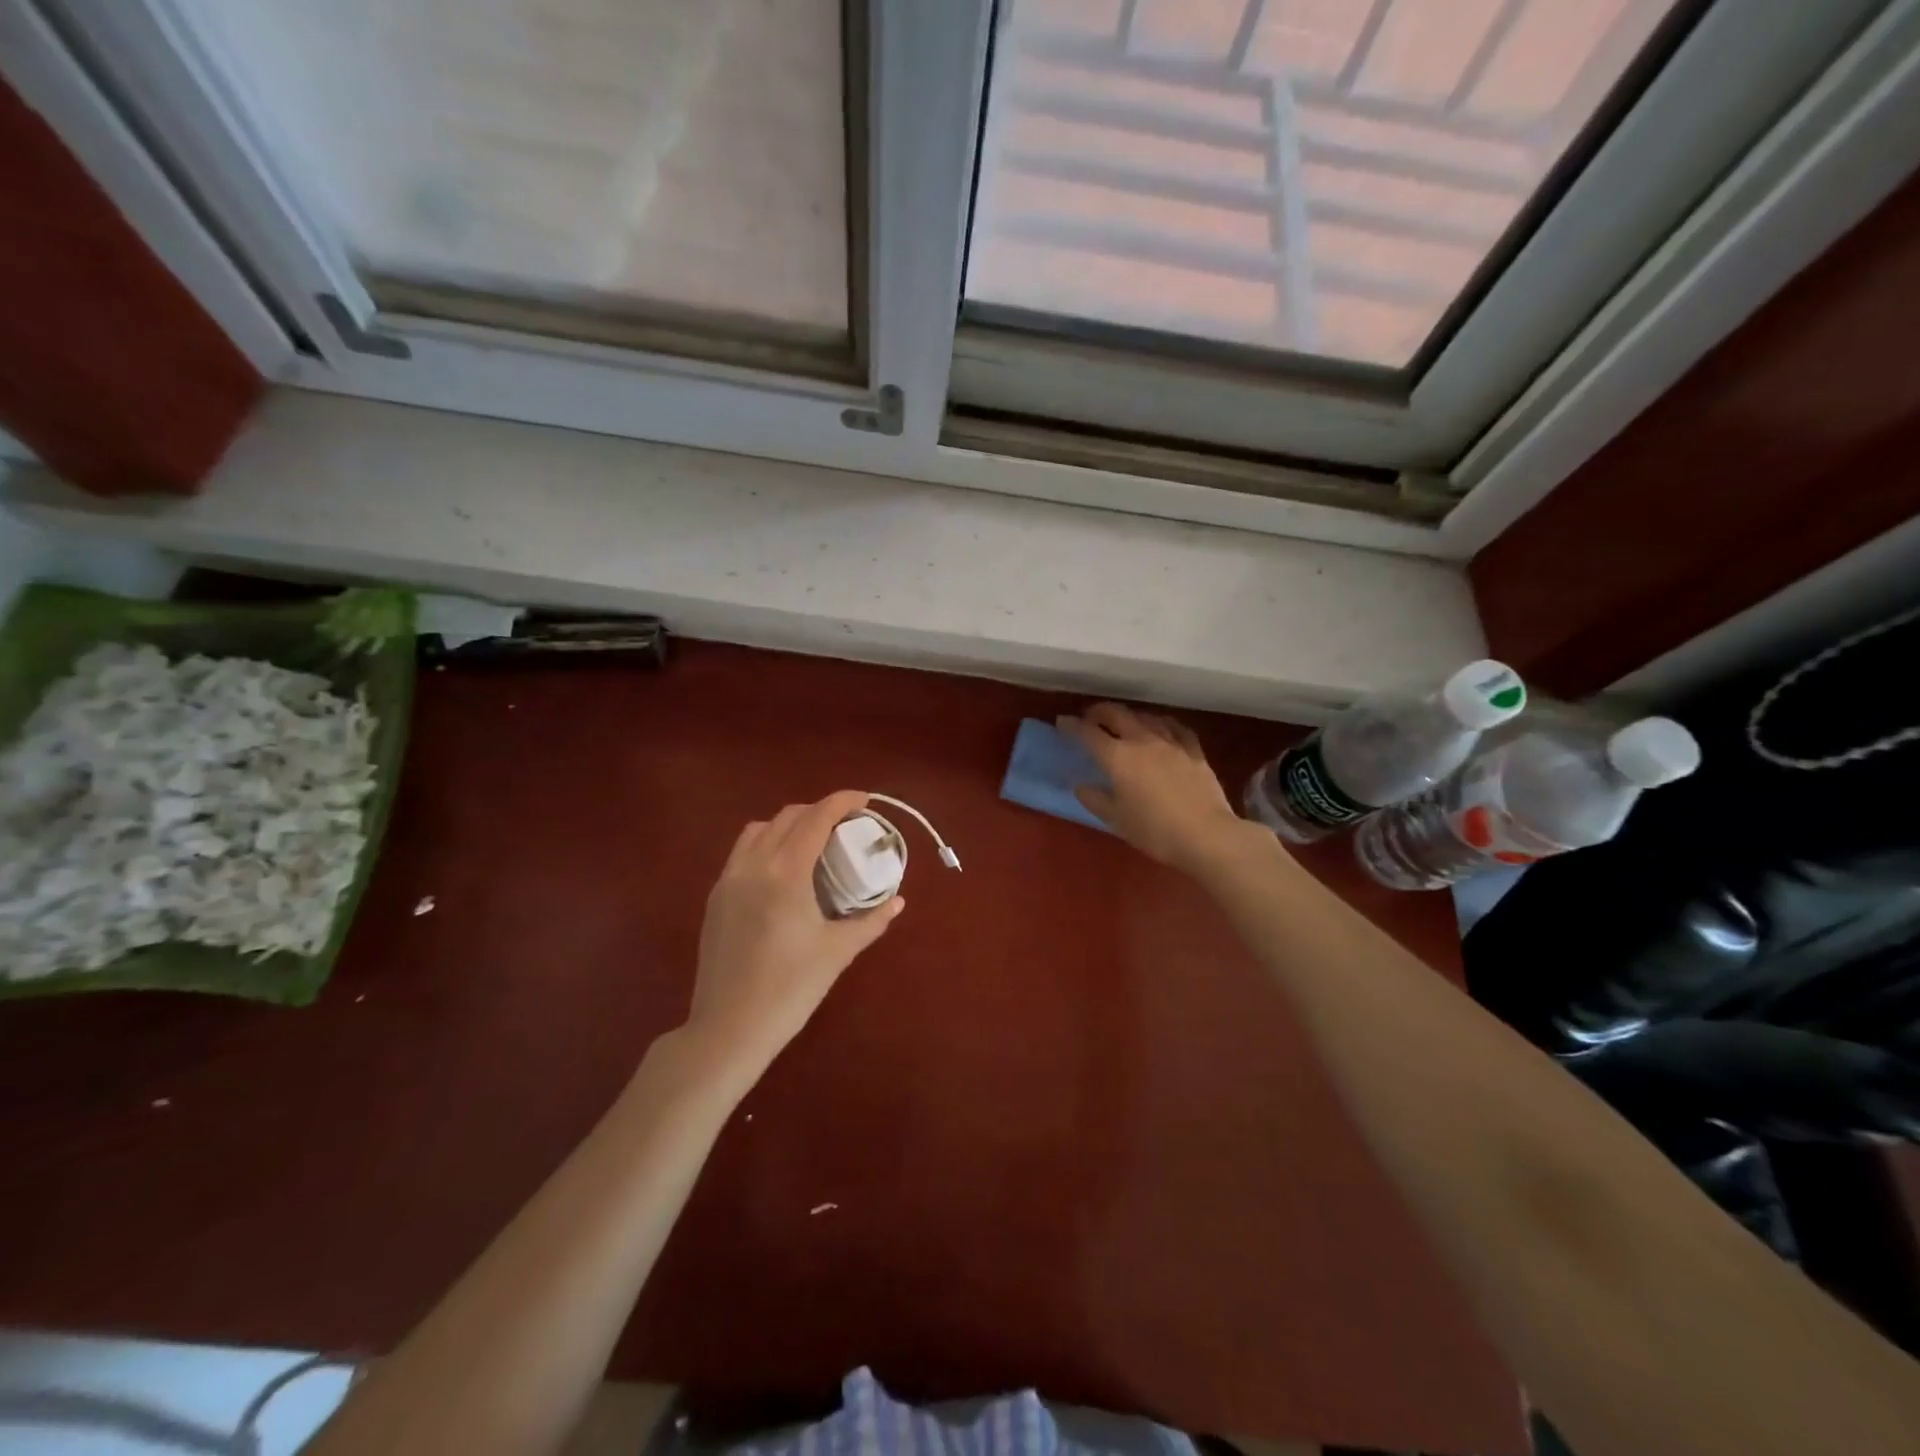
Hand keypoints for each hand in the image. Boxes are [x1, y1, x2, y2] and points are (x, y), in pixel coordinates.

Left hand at [687, 791, 904, 1076]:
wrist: (728, 1029)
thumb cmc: (790, 990)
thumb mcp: (837, 953)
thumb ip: (871, 921)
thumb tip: (897, 901)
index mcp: (786, 874)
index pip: (816, 818)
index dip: (842, 801)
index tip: (865, 801)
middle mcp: (753, 866)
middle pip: (787, 817)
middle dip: (818, 811)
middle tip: (845, 827)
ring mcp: (728, 880)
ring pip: (758, 830)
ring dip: (788, 824)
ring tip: (811, 844)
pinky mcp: (716, 898)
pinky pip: (742, 853)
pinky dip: (766, 845)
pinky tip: (782, 874)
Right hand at [1060, 703, 1260, 874]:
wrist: (1206, 835)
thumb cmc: (1155, 831)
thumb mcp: (1116, 820)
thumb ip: (1096, 799)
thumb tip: (1082, 786)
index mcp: (1118, 757)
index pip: (1088, 733)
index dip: (1072, 726)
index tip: (1062, 722)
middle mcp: (1142, 741)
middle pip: (1117, 715)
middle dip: (1098, 712)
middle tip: (1089, 718)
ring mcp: (1171, 743)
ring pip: (1146, 717)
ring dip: (1130, 716)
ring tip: (1123, 722)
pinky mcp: (1194, 751)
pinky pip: (1175, 728)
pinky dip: (1162, 723)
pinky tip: (1162, 728)